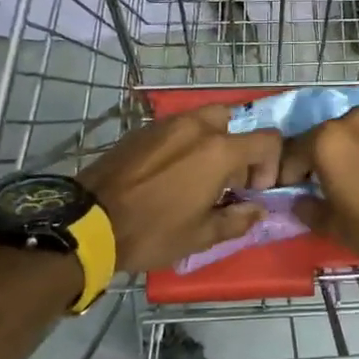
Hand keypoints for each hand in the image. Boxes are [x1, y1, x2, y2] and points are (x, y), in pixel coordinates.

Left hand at [77, 107, 280, 272]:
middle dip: (240, 149)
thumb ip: (237, 220)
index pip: (267, 140)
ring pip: (205, 121)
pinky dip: (186, 144)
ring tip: (198, 178)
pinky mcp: (142, 130)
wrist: (87, 222)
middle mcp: (197, 127)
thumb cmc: (152, 231)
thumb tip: (257, 211)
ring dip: (213, 144)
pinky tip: (171, 174)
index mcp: (219, 151)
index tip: (254, 191)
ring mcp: (167, 124)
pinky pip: (177, 128)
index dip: (271, 165)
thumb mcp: (201, 236)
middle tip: (228, 182)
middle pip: (236, 122)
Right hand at [277, 108, 358, 271]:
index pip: (294, 153)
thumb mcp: (337, 229)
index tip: (292, 192)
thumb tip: (299, 202)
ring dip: (354, 150)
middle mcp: (356, 120)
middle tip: (326, 186)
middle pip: (328, 137)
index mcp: (329, 140)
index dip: (289, 174)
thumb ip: (311, 211)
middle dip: (322, 158)